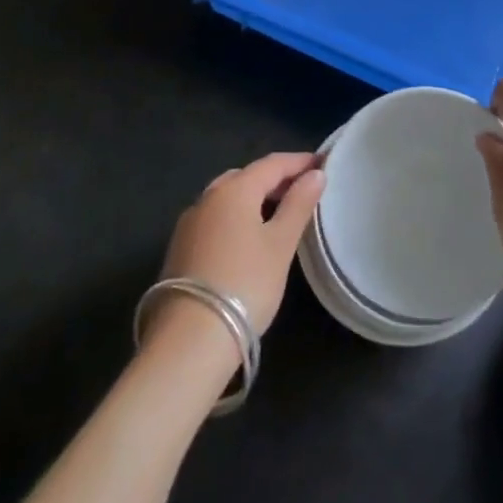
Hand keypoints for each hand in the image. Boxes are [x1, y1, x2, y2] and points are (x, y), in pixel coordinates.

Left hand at [157, 152, 324, 335]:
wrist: (189, 340)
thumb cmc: (245, 284)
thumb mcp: (280, 244)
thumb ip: (298, 205)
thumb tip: (315, 173)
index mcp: (234, 189)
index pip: (272, 163)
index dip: (299, 162)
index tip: (322, 163)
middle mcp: (208, 197)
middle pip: (247, 177)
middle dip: (275, 179)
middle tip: (302, 190)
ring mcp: (189, 223)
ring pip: (227, 197)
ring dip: (253, 198)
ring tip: (278, 213)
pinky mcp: (180, 248)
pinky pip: (215, 218)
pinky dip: (236, 217)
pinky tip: (248, 237)